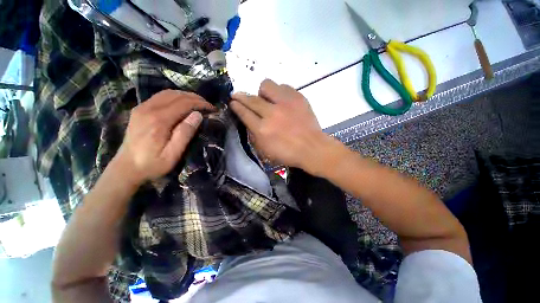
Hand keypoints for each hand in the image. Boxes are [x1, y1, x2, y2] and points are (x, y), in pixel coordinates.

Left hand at [115, 90, 213, 183]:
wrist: (126, 168)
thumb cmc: (152, 164)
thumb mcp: (173, 154)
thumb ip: (185, 134)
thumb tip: (198, 115)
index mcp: (159, 120)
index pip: (184, 103)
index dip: (201, 104)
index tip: (213, 109)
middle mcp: (149, 109)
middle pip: (176, 95)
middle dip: (195, 98)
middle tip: (208, 106)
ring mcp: (142, 108)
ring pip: (168, 93)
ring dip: (185, 96)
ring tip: (198, 104)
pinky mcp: (139, 110)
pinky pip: (160, 97)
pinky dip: (175, 97)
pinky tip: (182, 104)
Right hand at [230, 79, 328, 169]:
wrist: (312, 148)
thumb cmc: (288, 153)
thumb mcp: (266, 151)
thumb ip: (255, 135)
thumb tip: (249, 120)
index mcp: (262, 130)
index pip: (244, 113)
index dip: (236, 106)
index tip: (232, 102)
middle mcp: (271, 114)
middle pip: (251, 99)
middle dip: (241, 96)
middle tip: (237, 95)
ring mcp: (285, 104)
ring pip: (266, 85)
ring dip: (262, 92)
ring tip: (266, 99)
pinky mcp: (297, 98)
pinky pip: (283, 86)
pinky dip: (278, 92)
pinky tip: (281, 100)